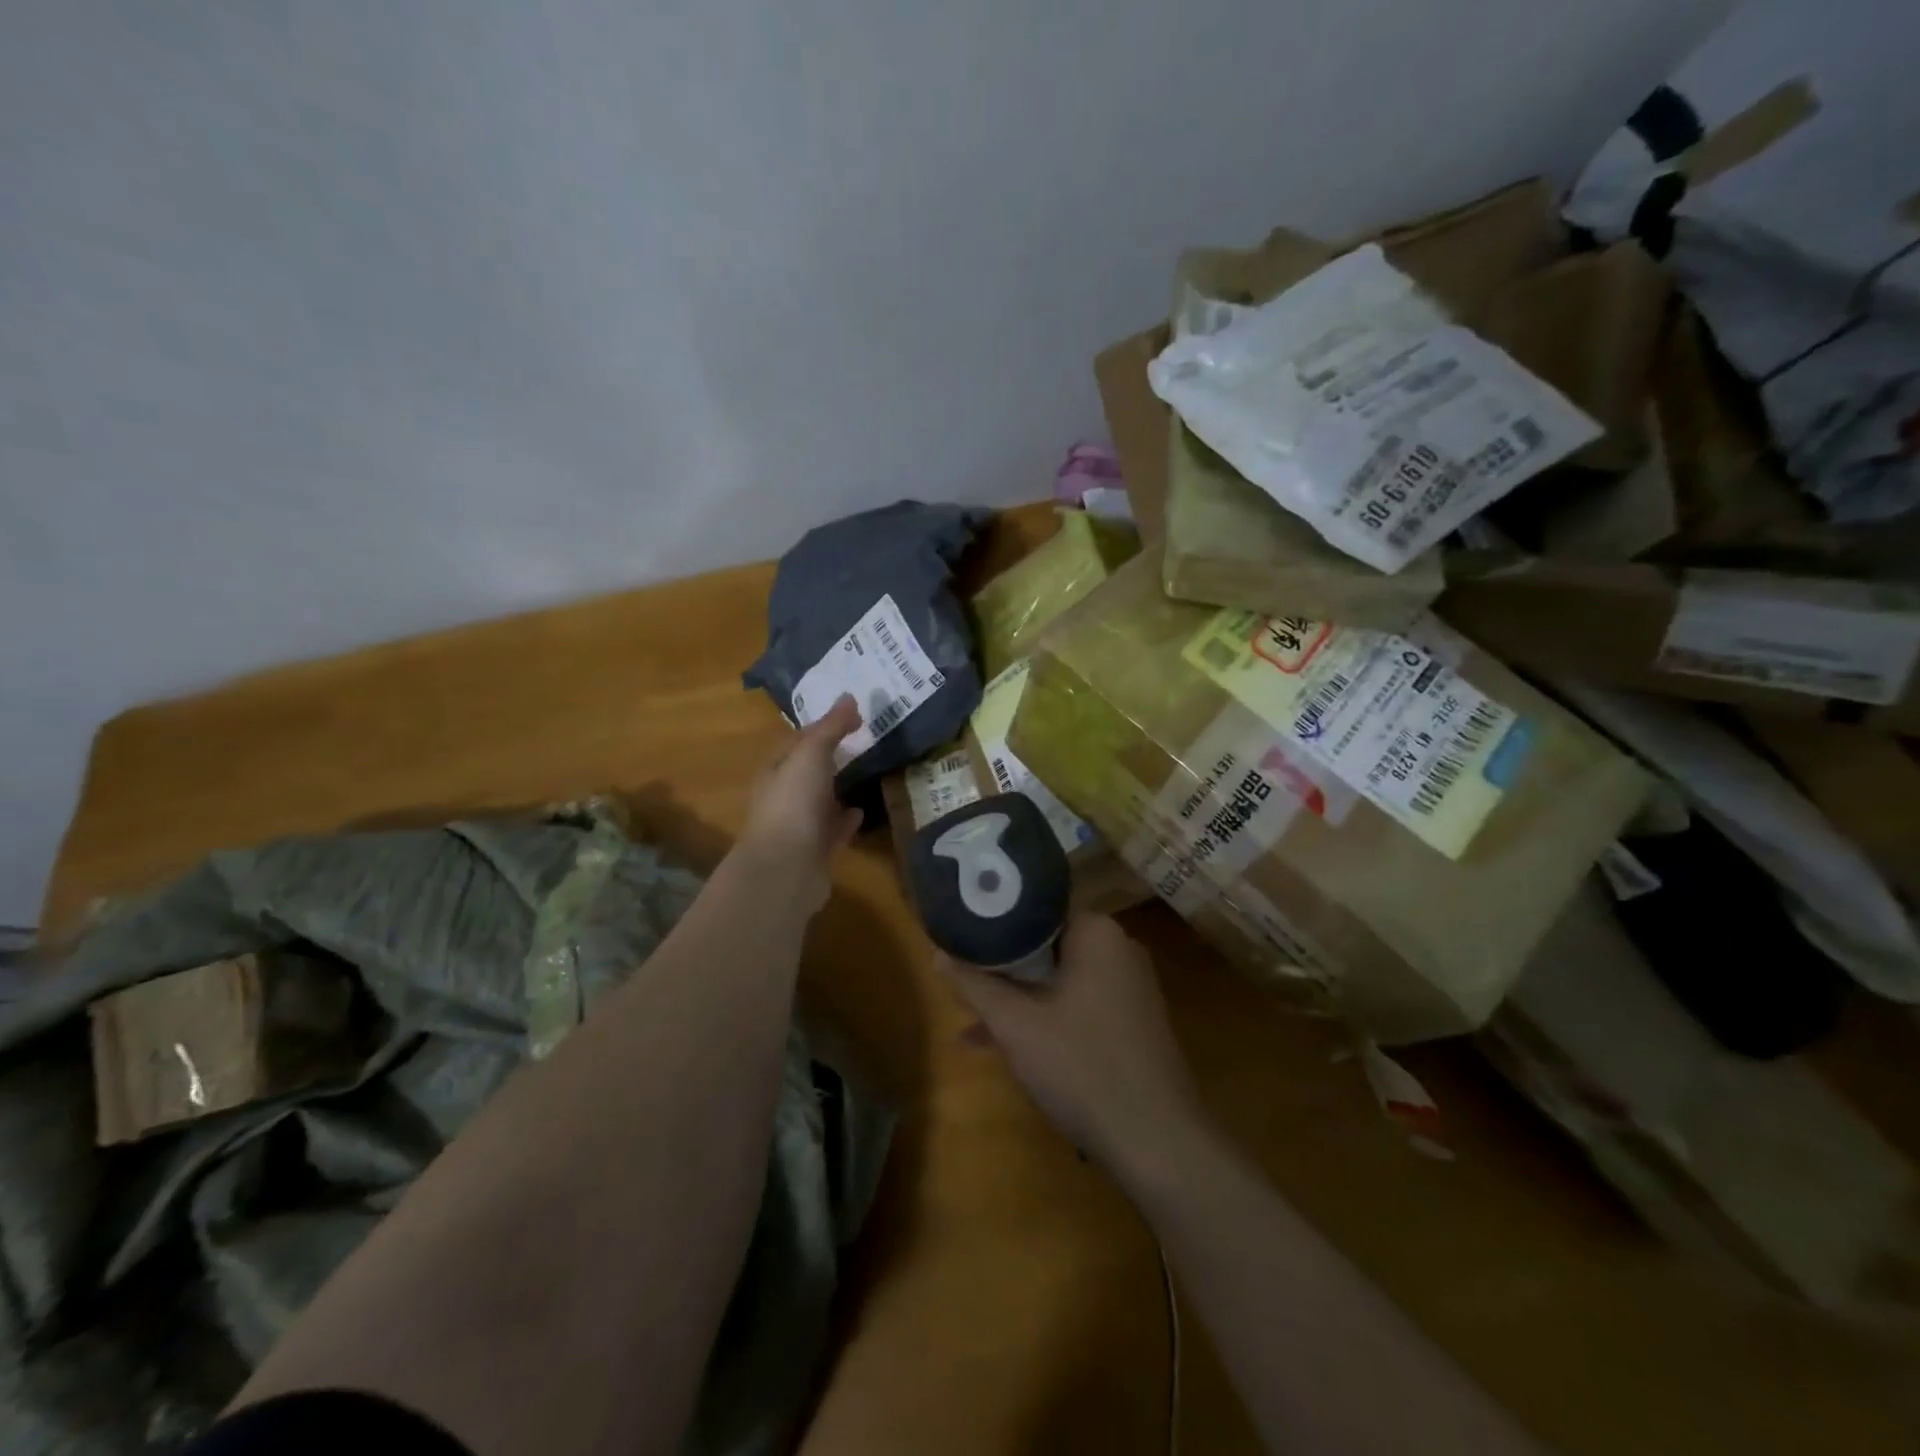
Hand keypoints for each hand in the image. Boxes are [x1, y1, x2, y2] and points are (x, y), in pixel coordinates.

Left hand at [738, 694, 863, 912]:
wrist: (786, 868)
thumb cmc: (793, 803)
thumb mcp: (811, 755)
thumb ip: (831, 728)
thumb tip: (849, 698)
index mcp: (775, 771)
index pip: (797, 740)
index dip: (822, 726)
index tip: (852, 715)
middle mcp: (782, 797)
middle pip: (807, 771)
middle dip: (829, 757)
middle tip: (862, 741)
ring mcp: (798, 826)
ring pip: (820, 801)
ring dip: (837, 788)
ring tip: (864, 774)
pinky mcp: (815, 852)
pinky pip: (833, 830)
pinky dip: (845, 820)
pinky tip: (861, 812)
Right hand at [939, 914, 1205, 1169]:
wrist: (1158, 1143)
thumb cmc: (1082, 1067)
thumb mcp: (1015, 1025)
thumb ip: (974, 984)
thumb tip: (937, 952)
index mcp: (1097, 932)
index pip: (1034, 909)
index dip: (992, 926)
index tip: (960, 941)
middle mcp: (1119, 949)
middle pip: (1045, 946)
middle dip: (1002, 969)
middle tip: (961, 984)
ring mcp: (1130, 987)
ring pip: (1058, 979)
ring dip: (1018, 1000)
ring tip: (972, 1024)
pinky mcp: (1133, 1021)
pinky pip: (1077, 1004)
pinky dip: (1045, 1018)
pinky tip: (1008, 1048)